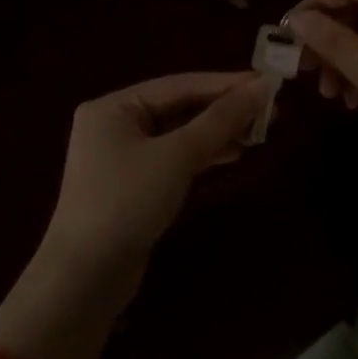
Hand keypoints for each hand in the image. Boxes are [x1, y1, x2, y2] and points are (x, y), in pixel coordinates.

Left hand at [42, 71, 269, 273]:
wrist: (86, 275)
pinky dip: (202, 156)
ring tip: (260, 133)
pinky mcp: (133, 187)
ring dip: (217, 133)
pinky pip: (173, 160)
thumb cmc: (127, 202)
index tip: (269, 83)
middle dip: (224, 110)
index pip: (179, 84)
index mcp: (113, 107)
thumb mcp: (177, 156)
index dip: (226, 84)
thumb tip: (263, 88)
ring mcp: (122, 158)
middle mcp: (114, 126)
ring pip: (179, 136)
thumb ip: (220, 120)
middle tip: (271, 111)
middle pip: (179, 108)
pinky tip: (232, 155)